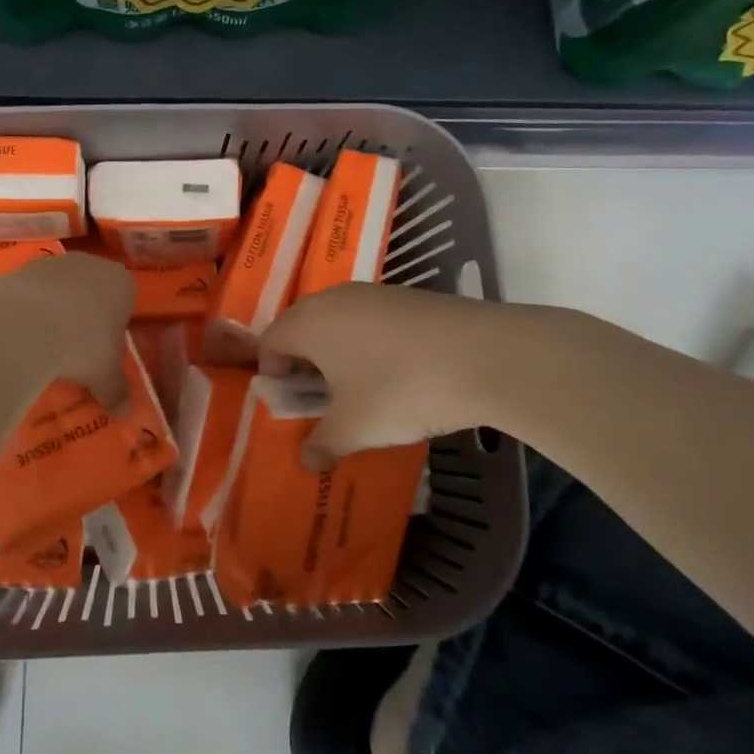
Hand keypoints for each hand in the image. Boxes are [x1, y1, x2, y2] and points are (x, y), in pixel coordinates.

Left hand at [0, 251, 134, 409]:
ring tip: (43, 344)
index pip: (125, 301)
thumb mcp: (105, 375)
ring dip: (54, 311)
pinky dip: (28, 309)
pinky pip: (31, 291)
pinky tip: (20, 333)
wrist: (25, 321)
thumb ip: (117, 391)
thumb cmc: (83, 344)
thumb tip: (127, 413)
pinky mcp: (22, 267)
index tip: (103, 350)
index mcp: (122, 283)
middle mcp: (92, 264)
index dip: (115, 326)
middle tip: (74, 349)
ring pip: (60, 289)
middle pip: (92, 291)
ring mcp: (55, 263)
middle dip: (84, 316)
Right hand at [259, 283, 515, 467]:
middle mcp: (333, 299)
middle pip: (300, 324)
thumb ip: (323, 444)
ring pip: (336, 319)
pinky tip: (394, 370)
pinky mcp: (406, 296)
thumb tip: (307, 460)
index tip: (291, 401)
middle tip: (318, 394)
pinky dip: (367, 340)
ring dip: (335, 349)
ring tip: (357, 384)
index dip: (271, 372)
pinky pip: (368, 318)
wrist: (484, 356)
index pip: (269, 340)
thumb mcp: (356, 428)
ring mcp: (372, 293)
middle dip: (301, 359)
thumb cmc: (401, 390)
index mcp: (309, 324)